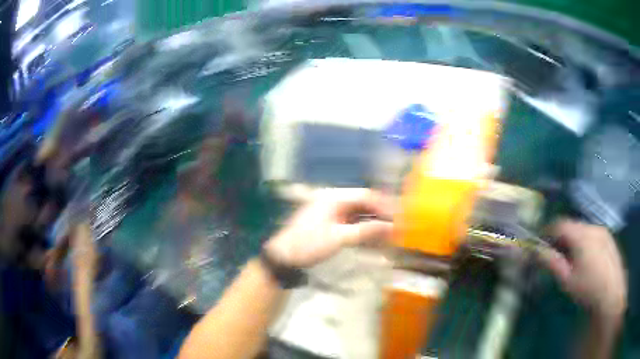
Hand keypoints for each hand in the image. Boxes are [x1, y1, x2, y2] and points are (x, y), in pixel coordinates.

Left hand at [264, 188, 392, 267]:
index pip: (365, 196)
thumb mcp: (339, 238)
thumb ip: (366, 231)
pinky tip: (372, 242)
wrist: (283, 257)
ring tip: (388, 237)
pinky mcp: (329, 226)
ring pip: (357, 216)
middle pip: (362, 205)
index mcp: (334, 198)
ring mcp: (330, 214)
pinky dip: (362, 233)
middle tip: (395, 229)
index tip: (398, 217)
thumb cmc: (309, 244)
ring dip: (372, 226)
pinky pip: (350, 225)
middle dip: (379, 217)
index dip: (383, 206)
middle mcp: (333, 202)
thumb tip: (391, 227)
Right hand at [539, 220, 626, 319]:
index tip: (541, 242)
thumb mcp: (567, 280)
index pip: (561, 224)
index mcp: (582, 235)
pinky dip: (586, 242)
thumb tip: (536, 251)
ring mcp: (603, 231)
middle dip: (562, 237)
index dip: (549, 231)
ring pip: (584, 230)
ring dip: (575, 240)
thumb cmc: (588, 288)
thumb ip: (552, 263)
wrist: (611, 293)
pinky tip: (587, 260)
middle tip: (556, 255)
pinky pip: (593, 234)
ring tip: (572, 259)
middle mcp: (593, 227)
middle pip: (573, 226)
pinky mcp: (609, 238)